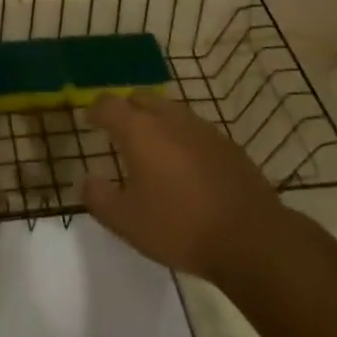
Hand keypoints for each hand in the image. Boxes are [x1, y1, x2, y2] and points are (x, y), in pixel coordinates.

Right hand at [82, 93, 283, 282]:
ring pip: (170, 111)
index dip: (96, 110)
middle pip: (140, 99)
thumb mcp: (126, 222)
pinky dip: (181, 137)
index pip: (109, 105)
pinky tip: (184, 165)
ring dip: (155, 121)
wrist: (250, 237)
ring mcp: (202, 128)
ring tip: (151, 148)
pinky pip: (193, 129)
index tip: (90, 121)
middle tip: (118, 131)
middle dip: (126, 110)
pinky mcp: (226, 143)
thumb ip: (99, 198)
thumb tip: (87, 180)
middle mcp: (169, 118)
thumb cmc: (179, 226)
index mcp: (140, 130)